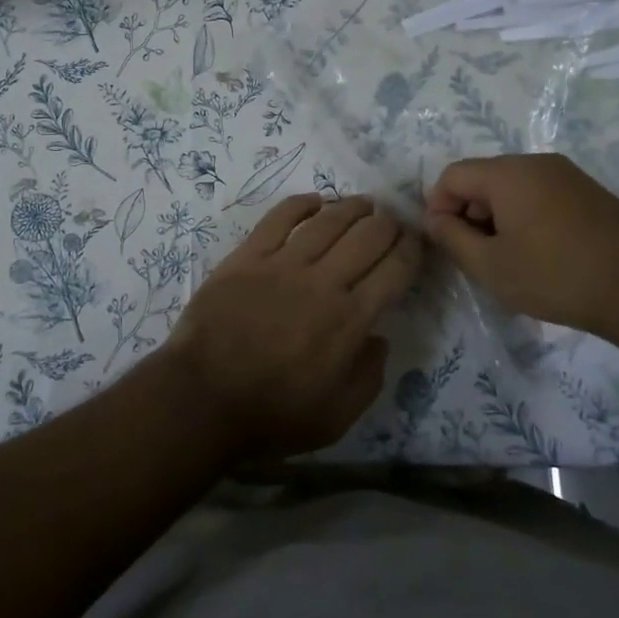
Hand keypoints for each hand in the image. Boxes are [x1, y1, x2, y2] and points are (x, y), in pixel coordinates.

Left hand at [164, 194, 423, 459]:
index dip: (410, 251)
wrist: (202, 398)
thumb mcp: (337, 416)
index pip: (393, 271)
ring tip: (365, 204)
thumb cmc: (272, 414)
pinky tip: (315, 201)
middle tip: (393, 222)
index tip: (416, 243)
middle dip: (388, 225)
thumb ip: (369, 377)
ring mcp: (283, 264)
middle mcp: (323, 282)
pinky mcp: (248, 256)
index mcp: (349, 320)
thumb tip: (380, 338)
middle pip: (367, 237)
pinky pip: (280, 218)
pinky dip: (301, 204)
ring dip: (352, 208)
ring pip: (328, 221)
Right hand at [423, 154, 618, 336]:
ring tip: (508, 257)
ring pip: (512, 186)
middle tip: (476, 254)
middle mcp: (535, 162)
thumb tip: (433, 218)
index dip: (439, 206)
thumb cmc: (556, 276)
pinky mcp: (588, 190)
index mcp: (507, 173)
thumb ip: (452, 238)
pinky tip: (539, 252)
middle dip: (469, 212)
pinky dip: (525, 215)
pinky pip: (539, 193)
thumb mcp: (491, 266)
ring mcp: (566, 174)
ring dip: (497, 216)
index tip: (446, 242)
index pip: (453, 175)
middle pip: (483, 177)